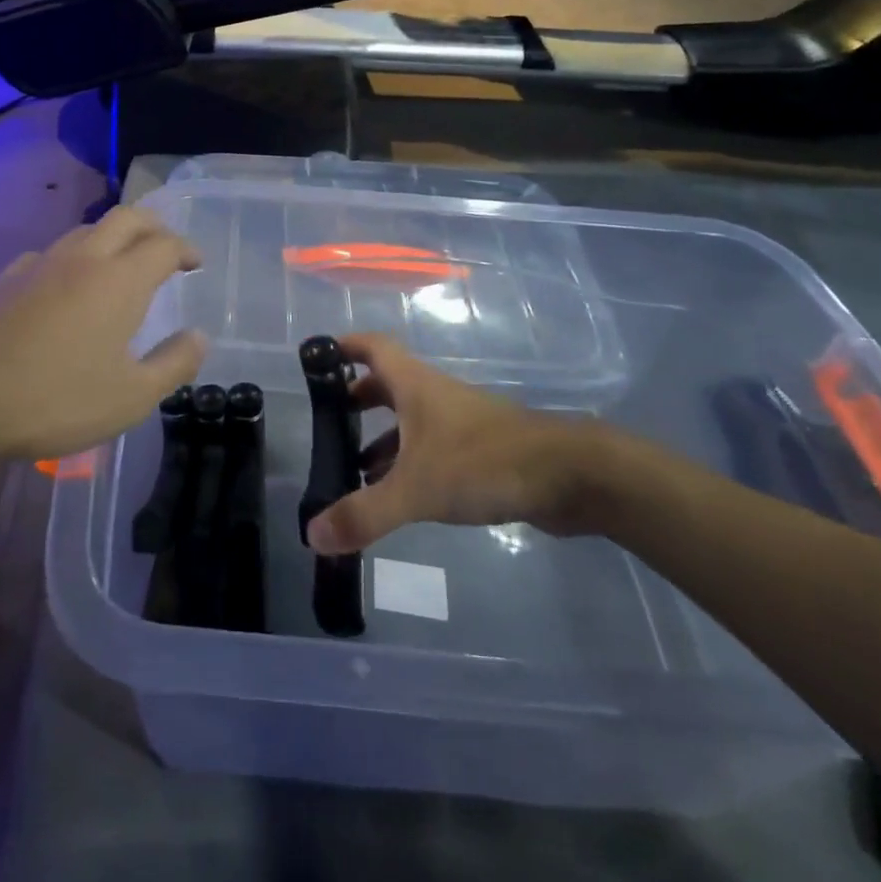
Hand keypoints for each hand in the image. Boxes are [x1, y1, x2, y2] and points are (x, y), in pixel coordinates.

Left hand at [0, 208, 206, 461]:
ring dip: (112, 237)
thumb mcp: (131, 398)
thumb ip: (173, 364)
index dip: (186, 249)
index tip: (196, 263)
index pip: (164, 245)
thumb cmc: (55, 400)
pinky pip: (49, 253)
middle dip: (154, 225)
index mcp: (120, 281)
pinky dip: (72, 258)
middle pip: (126, 218)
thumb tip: (199, 337)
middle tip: (166, 247)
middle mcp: (83, 259)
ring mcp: (39, 264)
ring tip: (119, 264)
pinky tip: (63, 286)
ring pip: (85, 230)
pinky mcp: (4, 278)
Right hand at [305, 334, 617, 554]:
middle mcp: (434, 396)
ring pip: (410, 420)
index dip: (344, 346)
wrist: (568, 476)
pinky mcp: (479, 452)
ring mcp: (459, 423)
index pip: (373, 347)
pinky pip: (431, 448)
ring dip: (381, 438)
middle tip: (329, 423)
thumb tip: (312, 535)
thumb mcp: (416, 488)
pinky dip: (408, 463)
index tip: (316, 355)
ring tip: (353, 471)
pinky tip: (398, 495)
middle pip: (387, 385)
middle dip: (356, 400)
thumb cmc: (483, 462)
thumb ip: (365, 513)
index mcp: (414, 385)